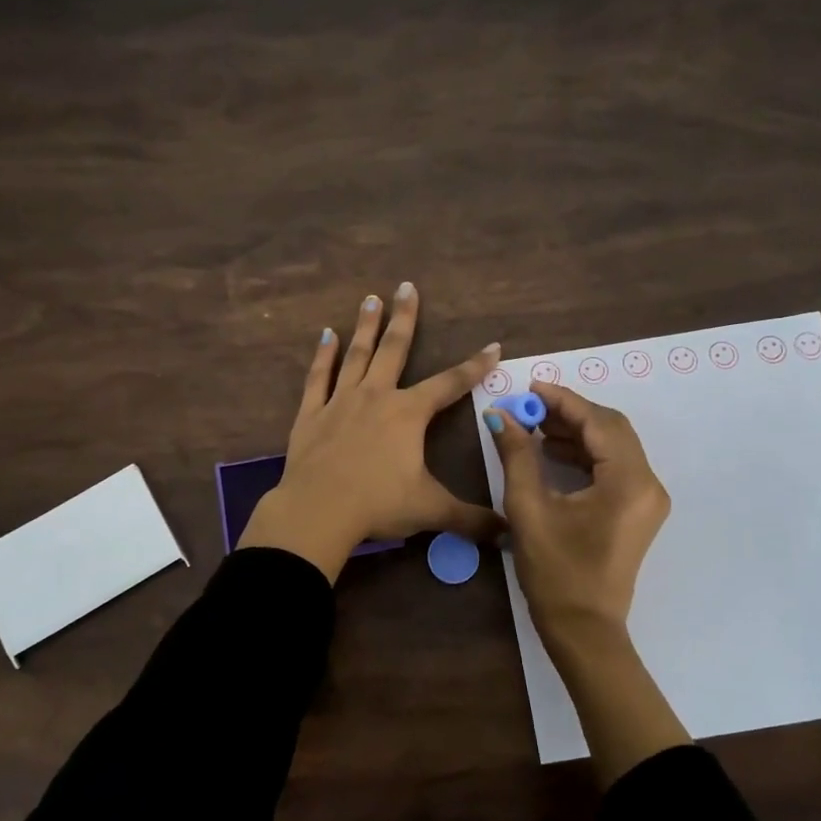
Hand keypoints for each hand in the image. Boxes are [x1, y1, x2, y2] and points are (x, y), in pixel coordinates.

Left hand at [238, 282, 503, 581]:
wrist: (319, 510)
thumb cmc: (379, 504)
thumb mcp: (431, 509)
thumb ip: (471, 518)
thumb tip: (509, 533)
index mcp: (409, 414)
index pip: (451, 384)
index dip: (475, 366)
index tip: (493, 346)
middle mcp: (377, 396)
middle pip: (395, 349)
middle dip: (405, 317)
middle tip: (407, 286)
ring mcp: (341, 401)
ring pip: (357, 355)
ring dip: (366, 326)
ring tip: (370, 298)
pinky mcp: (311, 414)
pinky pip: (318, 377)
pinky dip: (323, 355)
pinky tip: (326, 335)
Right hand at [486, 381, 686, 787]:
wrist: (584, 629)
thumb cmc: (555, 572)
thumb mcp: (529, 509)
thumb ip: (517, 455)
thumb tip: (500, 415)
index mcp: (628, 482)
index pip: (598, 423)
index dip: (563, 400)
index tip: (530, 387)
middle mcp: (648, 484)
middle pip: (611, 429)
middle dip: (570, 413)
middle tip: (531, 406)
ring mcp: (646, 498)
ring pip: (614, 446)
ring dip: (577, 432)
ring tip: (534, 426)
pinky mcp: (637, 510)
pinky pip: (614, 466)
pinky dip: (585, 454)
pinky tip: (551, 452)